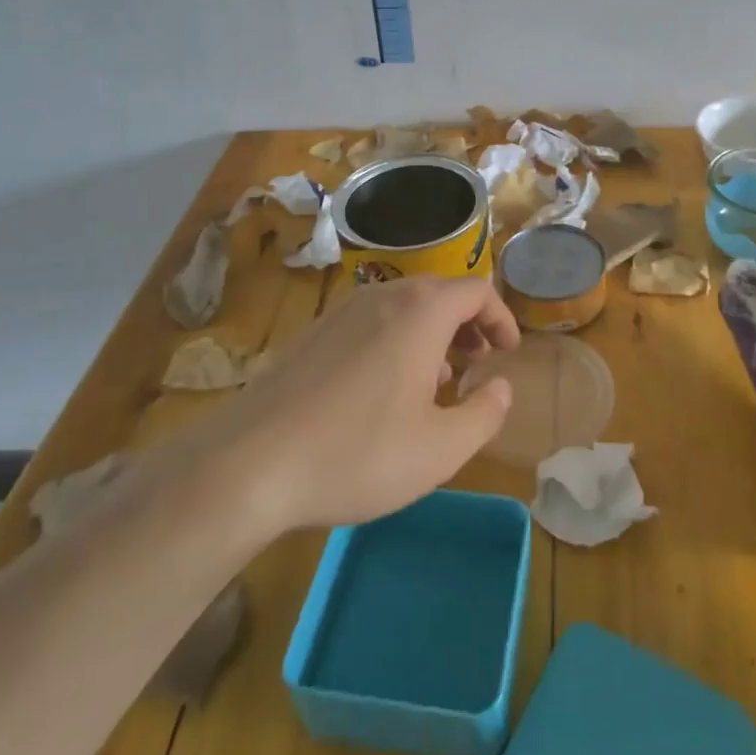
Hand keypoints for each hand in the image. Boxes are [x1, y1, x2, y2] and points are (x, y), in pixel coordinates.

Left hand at [195, 276, 518, 536]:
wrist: (248, 463)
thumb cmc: (357, 452)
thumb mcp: (440, 449)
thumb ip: (485, 414)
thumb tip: (501, 387)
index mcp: (420, 312)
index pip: (476, 291)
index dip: (501, 317)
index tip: (507, 352)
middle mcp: (382, 297)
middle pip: (439, 292)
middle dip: (467, 324)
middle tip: (477, 363)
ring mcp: (341, 312)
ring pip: (403, 306)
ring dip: (431, 333)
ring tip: (435, 381)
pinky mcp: (312, 333)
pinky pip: (370, 321)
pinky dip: (396, 340)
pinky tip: (383, 391)